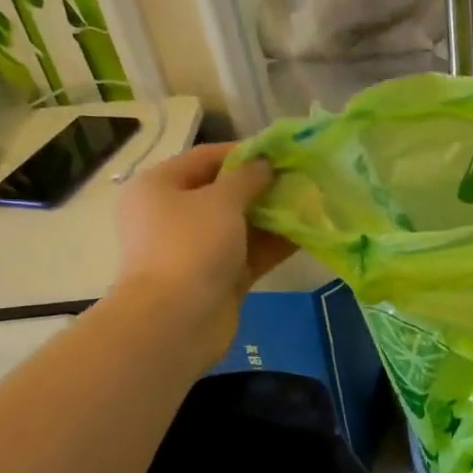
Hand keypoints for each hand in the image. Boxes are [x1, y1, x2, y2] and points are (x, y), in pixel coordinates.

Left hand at [115, 143, 293, 354]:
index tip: (283, 152)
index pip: (206, 157)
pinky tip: (309, 234)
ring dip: (274, 216)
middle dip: (264, 186)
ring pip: (241, 225)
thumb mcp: (221, 201)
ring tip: (313, 204)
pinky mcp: (218, 277)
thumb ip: (248, 177)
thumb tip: (264, 164)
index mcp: (160, 187)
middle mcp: (174, 215)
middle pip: (225, 192)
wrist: (176, 321)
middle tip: (303, 179)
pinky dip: (274, 244)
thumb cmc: (191, 246)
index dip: (245, 152)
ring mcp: (196, 249)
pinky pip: (250, 253)